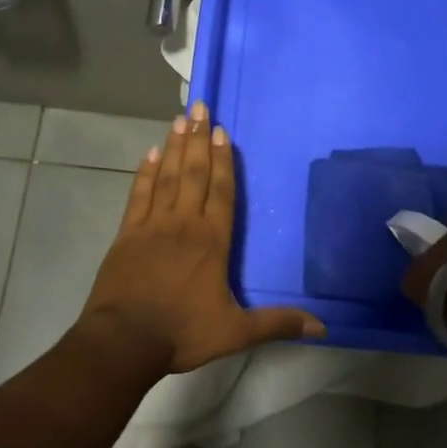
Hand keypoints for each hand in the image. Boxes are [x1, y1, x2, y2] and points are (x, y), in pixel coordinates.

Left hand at [77, 102, 324, 375]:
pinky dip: (145, 172)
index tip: (221, 131)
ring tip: (179, 119)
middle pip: (193, 173)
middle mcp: (183, 224)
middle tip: (199, 107)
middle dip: (198, 139)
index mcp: (212, 241)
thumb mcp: (235, 332)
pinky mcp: (127, 233)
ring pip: (166, 177)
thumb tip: (323, 326)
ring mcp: (152, 225)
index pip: (221, 191)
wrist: (123, 341)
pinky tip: (149, 154)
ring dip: (174, 147)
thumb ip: (277, 323)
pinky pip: (139, 194)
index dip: (223, 161)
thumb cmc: (181, 332)